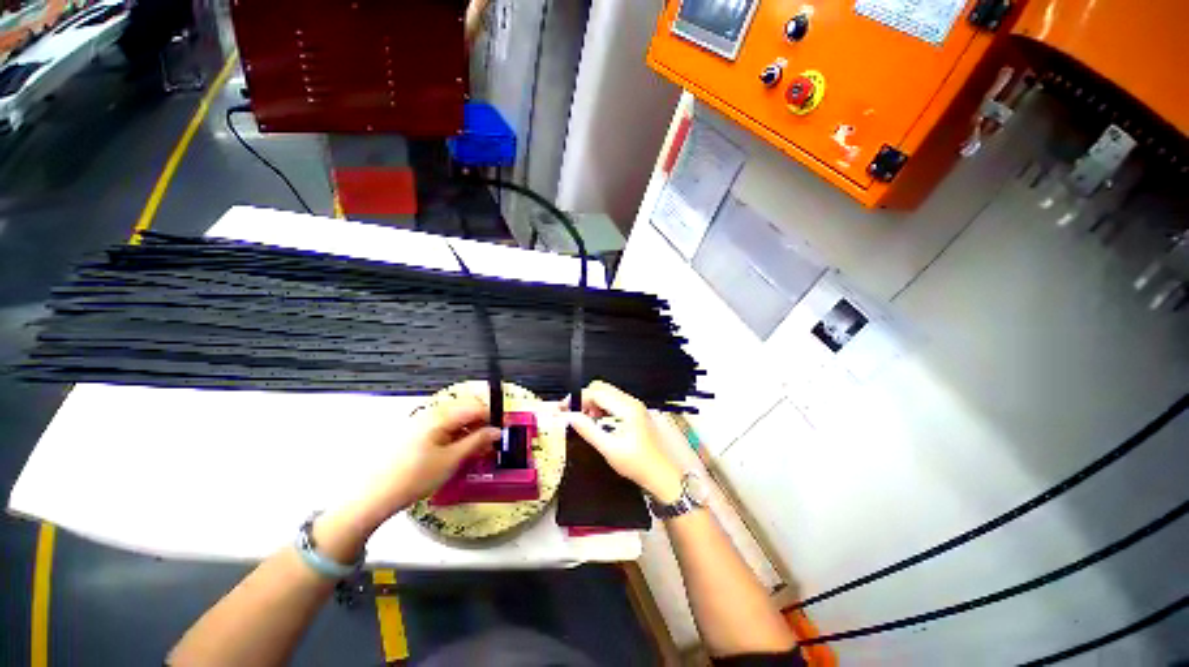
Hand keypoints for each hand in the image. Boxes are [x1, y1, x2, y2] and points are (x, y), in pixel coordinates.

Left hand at [347, 390, 500, 527]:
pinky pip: (442, 427)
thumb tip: (496, 431)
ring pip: (455, 419)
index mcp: (440, 416)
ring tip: (474, 453)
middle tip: (488, 445)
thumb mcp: (451, 461)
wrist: (372, 496)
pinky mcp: (414, 433)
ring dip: (469, 431)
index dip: (492, 418)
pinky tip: (456, 454)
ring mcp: (421, 422)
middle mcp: (431, 413)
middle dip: (481, 424)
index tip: (499, 435)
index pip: (476, 406)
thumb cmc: (413, 478)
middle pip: (466, 409)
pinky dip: (455, 436)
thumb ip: (477, 442)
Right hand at [563, 381, 684, 501]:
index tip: (563, 409)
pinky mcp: (634, 412)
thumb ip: (588, 430)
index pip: (597, 392)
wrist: (662, 475)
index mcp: (627, 408)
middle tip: (573, 415)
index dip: (578, 398)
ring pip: (607, 394)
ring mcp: (634, 406)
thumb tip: (570, 416)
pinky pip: (613, 402)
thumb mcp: (609, 449)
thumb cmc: (638, 464)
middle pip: (602, 388)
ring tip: (584, 420)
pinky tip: (597, 422)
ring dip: (592, 403)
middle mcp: (631, 402)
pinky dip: (601, 408)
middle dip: (584, 398)